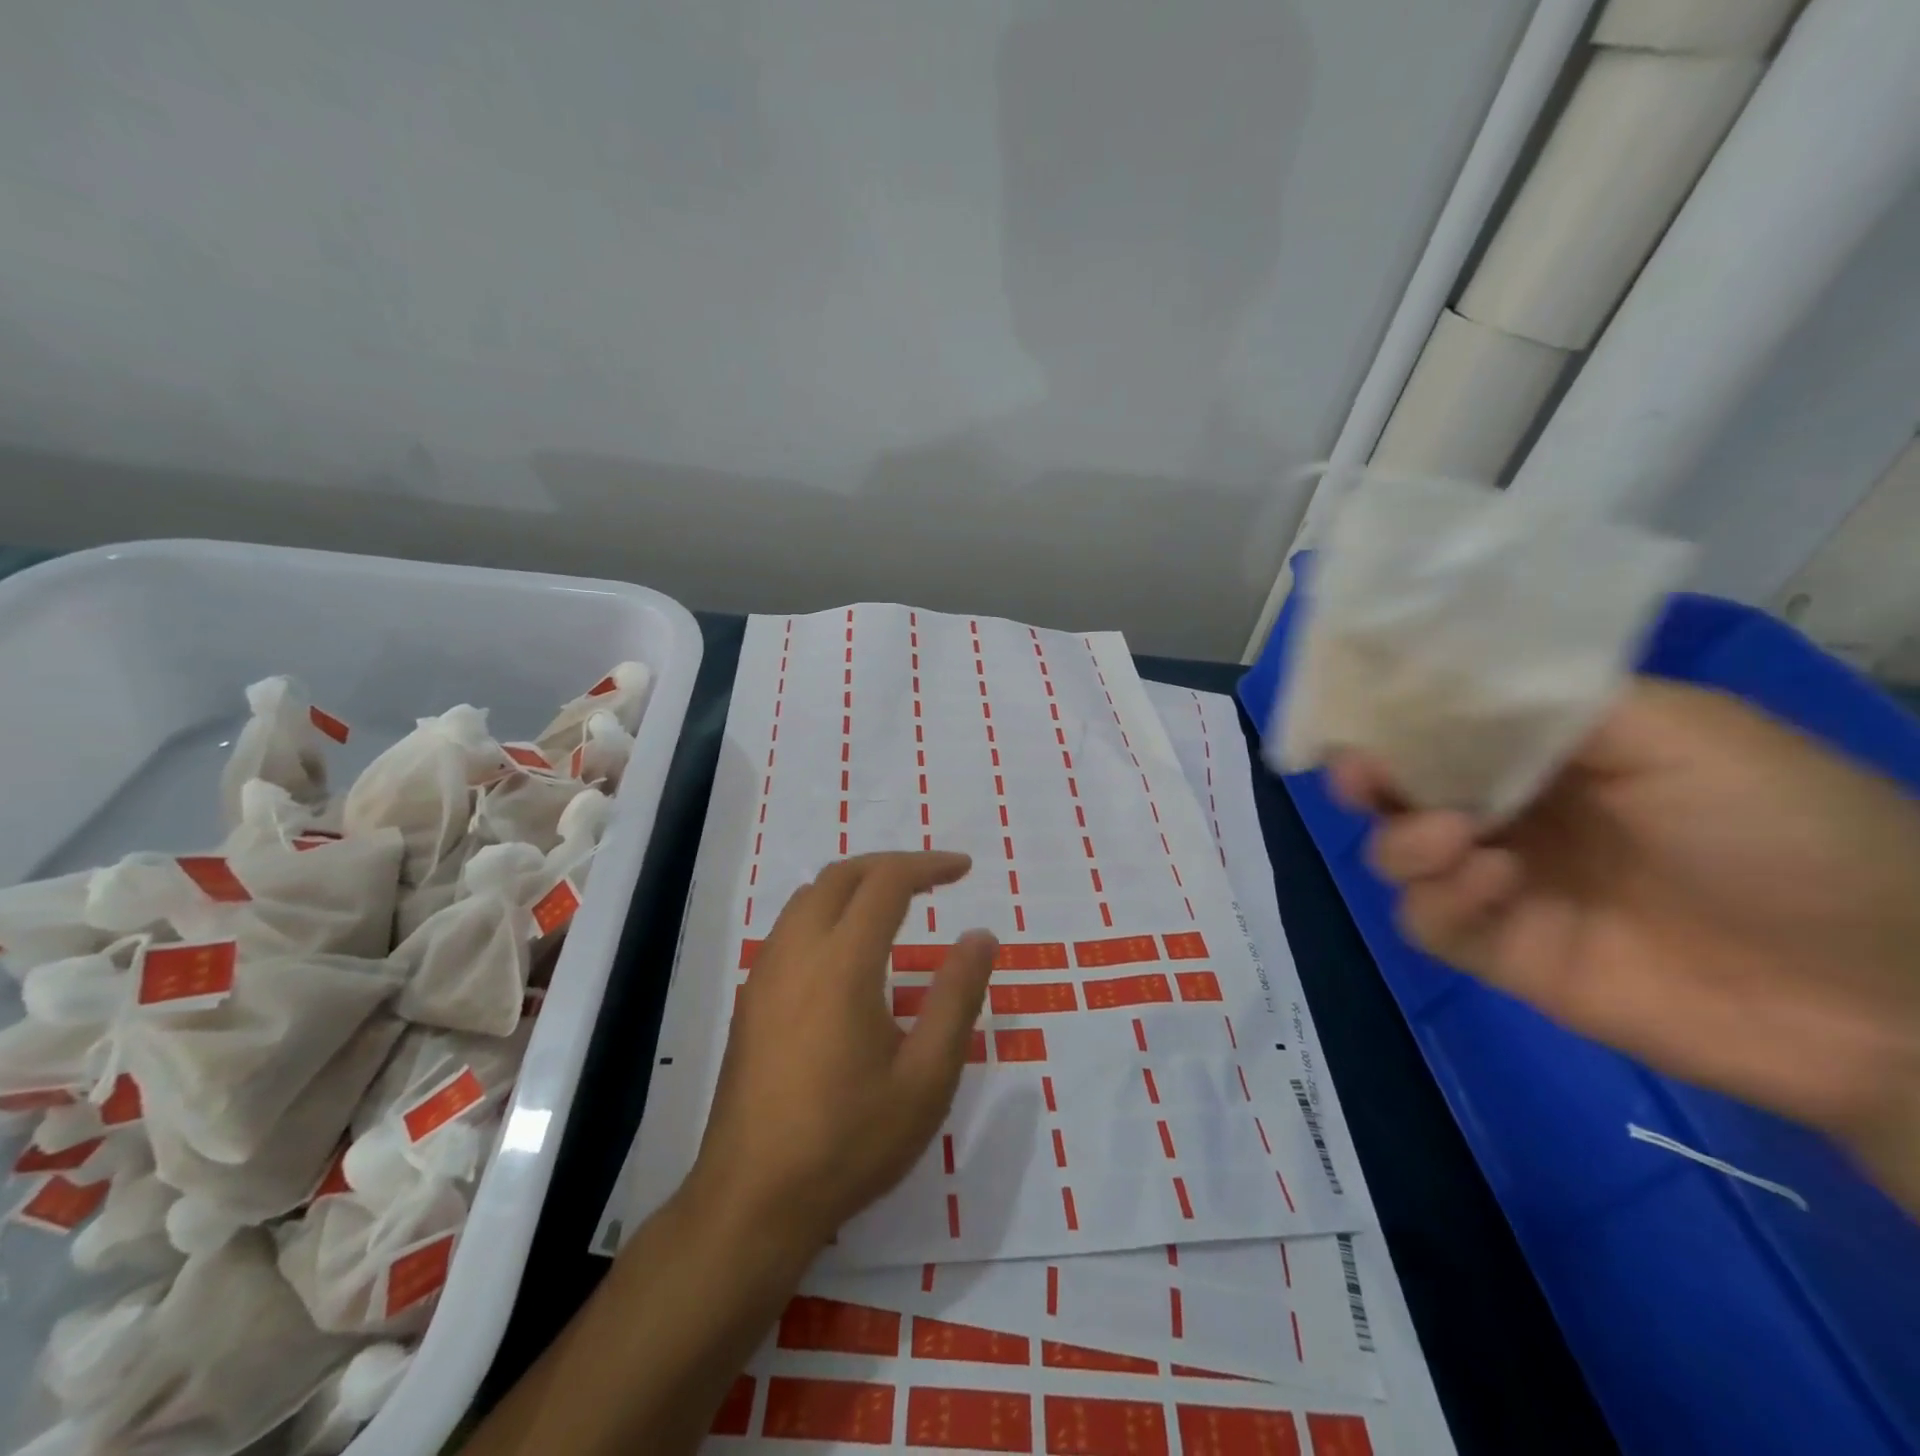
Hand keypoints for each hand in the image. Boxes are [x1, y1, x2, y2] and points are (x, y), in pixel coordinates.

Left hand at [686, 851, 996, 1250]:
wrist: (752, 1201)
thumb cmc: (850, 1142)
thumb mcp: (926, 1078)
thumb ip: (957, 998)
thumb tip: (980, 936)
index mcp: (842, 963)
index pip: (886, 883)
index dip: (928, 866)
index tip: (964, 869)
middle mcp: (797, 952)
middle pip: (842, 876)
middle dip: (890, 865)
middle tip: (932, 879)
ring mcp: (765, 974)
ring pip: (809, 896)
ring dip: (855, 884)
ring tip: (894, 904)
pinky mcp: (751, 999)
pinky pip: (791, 926)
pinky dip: (827, 910)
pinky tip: (848, 950)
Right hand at [1332, 677, 1919, 1210]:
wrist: (1880, 996)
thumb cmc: (1785, 833)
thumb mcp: (1683, 734)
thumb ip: (1556, 704)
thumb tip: (1439, 685)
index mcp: (1550, 755)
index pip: (1445, 728)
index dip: (1396, 717)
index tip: (1358, 708)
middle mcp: (1514, 814)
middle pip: (1401, 792)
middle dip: (1368, 781)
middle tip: (1359, 775)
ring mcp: (1502, 885)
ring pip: (1397, 855)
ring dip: (1404, 841)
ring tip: (1454, 838)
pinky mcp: (1502, 952)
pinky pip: (1428, 921)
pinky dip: (1440, 899)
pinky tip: (1494, 884)